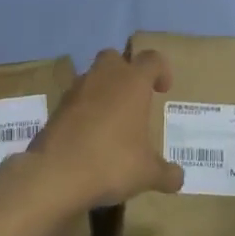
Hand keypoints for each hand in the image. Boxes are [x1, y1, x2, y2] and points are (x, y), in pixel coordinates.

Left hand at [22, 49, 184, 212]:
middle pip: (115, 57)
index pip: (152, 59)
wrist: (56, 174)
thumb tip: (178, 178)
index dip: (161, 70)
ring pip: (92, 77)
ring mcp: (76, 91)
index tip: (163, 89)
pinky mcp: (55, 109)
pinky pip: (75, 100)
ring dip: (103, 91)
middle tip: (134, 98)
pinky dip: (84, 111)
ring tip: (112, 121)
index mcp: (133, 83)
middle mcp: (104, 78)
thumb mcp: (148, 173)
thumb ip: (166, 173)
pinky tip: (90, 136)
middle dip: (125, 71)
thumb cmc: (112, 162)